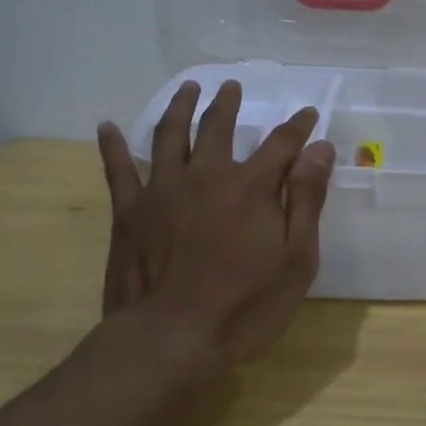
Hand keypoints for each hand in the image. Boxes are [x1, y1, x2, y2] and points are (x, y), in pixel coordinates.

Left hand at [95, 81, 334, 368]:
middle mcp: (205, 175)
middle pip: (218, 127)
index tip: (308, 114)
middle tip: (231, 86)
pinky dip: (111, 146)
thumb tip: (319, 149)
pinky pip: (118, 169)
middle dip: (228, 103)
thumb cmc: (245, 305)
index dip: (298, 127)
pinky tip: (106, 127)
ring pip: (170, 135)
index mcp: (250, 186)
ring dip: (180, 107)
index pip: (281, 143)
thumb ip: (306, 199)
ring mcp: (162, 190)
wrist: (171, 339)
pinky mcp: (128, 211)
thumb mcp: (296, 259)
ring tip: (187, 88)